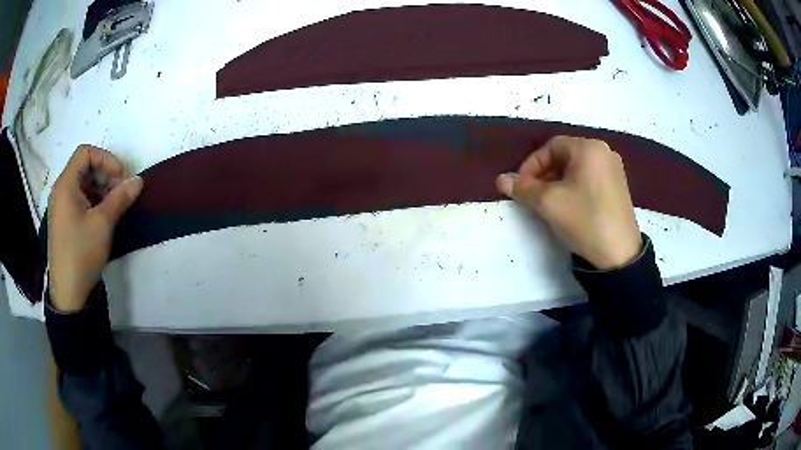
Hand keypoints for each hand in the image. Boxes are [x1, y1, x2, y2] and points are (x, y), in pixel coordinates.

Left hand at [48, 145, 142, 311]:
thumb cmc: (81, 253)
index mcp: (66, 185)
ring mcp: (61, 207)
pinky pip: (79, 199)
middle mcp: (60, 190)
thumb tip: (138, 180)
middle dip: (105, 174)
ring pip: (82, 184)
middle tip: (120, 192)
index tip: (120, 177)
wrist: (68, 293)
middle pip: (84, 167)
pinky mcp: (63, 221)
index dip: (105, 159)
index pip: (85, 153)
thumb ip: (120, 198)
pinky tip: (102, 217)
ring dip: (100, 189)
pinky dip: (93, 201)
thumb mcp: (103, 224)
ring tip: (113, 206)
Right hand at [496, 136, 641, 269]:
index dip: (531, 164)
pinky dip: (574, 186)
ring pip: (577, 168)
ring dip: (557, 181)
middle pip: (565, 155)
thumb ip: (523, 188)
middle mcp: (604, 152)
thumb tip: (501, 180)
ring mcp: (614, 169)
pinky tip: (569, 205)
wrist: (619, 255)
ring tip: (548, 202)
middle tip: (532, 195)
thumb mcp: (549, 203)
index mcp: (589, 148)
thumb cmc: (584, 220)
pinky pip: (590, 177)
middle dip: (544, 173)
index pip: (551, 146)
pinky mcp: (618, 186)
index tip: (521, 185)